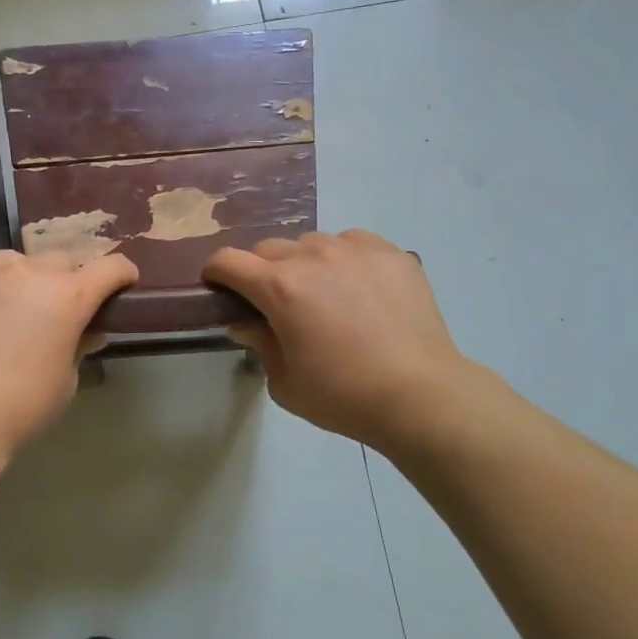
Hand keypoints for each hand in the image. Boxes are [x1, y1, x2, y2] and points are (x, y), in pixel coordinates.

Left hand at [0, 250, 138, 465]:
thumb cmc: (23, 407)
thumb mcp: (66, 382)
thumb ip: (79, 347)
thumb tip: (86, 332)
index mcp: (68, 296)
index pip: (110, 267)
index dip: (122, 275)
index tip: (122, 286)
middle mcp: (28, 273)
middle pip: (59, 260)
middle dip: (66, 280)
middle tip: (58, 310)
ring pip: (11, 259)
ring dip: (19, 277)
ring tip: (10, 305)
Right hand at [203, 230, 469, 453]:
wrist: (421, 395)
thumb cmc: (343, 396)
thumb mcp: (285, 382)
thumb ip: (259, 343)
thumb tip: (247, 322)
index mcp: (280, 287)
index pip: (228, 261)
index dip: (216, 274)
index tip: (221, 290)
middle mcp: (313, 256)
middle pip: (268, 249)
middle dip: (261, 272)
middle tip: (277, 303)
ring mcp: (355, 249)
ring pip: (312, 243)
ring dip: (305, 264)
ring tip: (325, 296)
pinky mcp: (390, 252)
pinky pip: (352, 243)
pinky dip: (344, 259)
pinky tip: (359, 290)